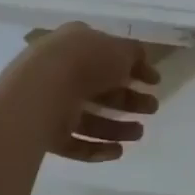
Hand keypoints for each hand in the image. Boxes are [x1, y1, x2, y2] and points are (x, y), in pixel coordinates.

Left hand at [22, 23, 159, 162]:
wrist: (41, 91)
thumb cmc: (85, 61)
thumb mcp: (120, 49)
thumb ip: (135, 55)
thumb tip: (144, 66)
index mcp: (77, 43)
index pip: (108, 55)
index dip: (133, 68)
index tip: (154, 83)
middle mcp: (63, 71)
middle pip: (101, 88)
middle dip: (129, 100)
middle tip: (152, 109)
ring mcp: (53, 103)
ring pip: (90, 117)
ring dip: (116, 127)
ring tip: (139, 134)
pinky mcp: (47, 132)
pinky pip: (75, 142)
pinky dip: (96, 147)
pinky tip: (118, 152)